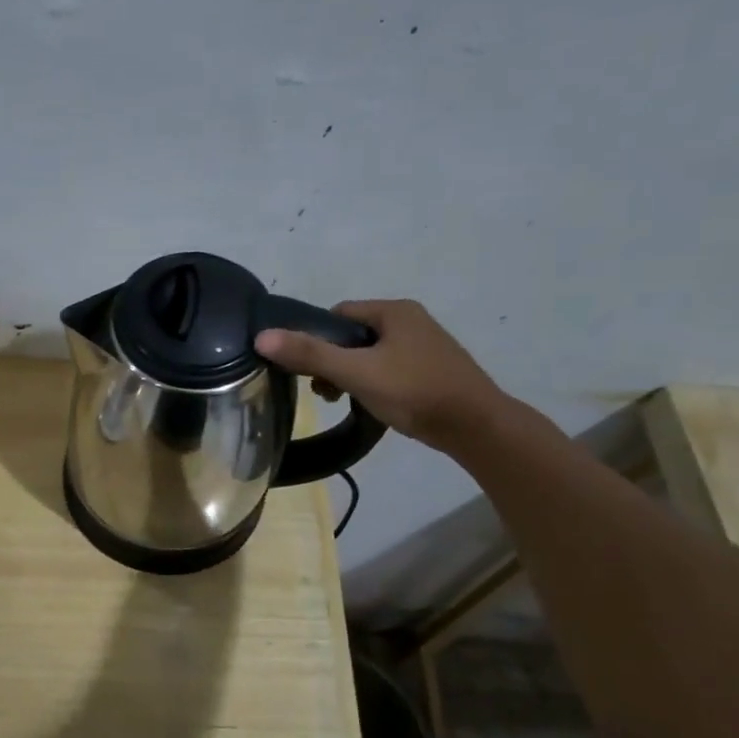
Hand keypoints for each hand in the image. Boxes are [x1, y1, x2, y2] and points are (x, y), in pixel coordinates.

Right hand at [255, 299, 507, 449]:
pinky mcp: (432, 369)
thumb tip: (262, 337)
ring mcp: (425, 345)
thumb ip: (309, 354)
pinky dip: (375, 383)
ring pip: (371, 354)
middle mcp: (410, 320)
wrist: (476, 427)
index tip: (309, 369)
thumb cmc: (414, 392)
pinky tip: (373, 404)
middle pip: (353, 335)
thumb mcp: (356, 373)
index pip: (338, 314)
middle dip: (333, 360)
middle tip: (325, 391)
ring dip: (352, 374)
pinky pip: (390, 368)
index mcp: (394, 310)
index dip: (317, 339)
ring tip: (345, 400)